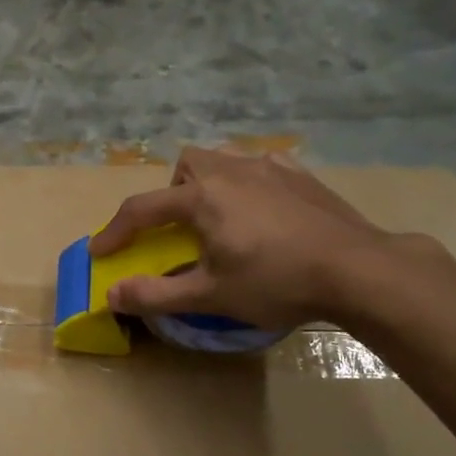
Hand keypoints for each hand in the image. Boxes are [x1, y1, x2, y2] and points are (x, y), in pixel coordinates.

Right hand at [90, 148, 412, 330]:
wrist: (355, 268)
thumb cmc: (276, 282)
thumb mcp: (210, 296)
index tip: (100, 252)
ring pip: (224, 159)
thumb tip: (111, 295)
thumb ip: (156, 294)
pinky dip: (247, 183)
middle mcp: (231, 171)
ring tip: (221, 218)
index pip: (143, 209)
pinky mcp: (300, 174)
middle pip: (185, 165)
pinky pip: (260, 166)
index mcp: (202, 198)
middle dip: (171, 193)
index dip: (116, 231)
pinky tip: (262, 210)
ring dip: (208, 183)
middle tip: (179, 228)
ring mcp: (270, 167)